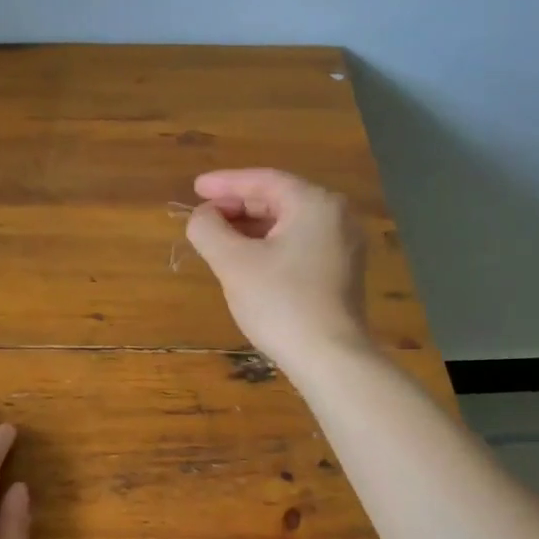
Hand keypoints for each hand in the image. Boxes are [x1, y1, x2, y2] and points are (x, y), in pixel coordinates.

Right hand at [184, 167, 369, 369]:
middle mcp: (336, 216)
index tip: (195, 188)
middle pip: (278, 199)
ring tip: (219, 238)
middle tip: (204, 216)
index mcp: (315, 203)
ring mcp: (343, 246)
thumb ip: (208, 230)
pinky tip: (247, 260)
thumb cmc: (280, 302)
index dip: (225, 183)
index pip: (263, 180)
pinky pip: (299, 245)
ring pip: (288, 224)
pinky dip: (270, 246)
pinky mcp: (341, 273)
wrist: (329, 357)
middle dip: (238, 206)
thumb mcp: (233, 263)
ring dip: (251, 228)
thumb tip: (201, 216)